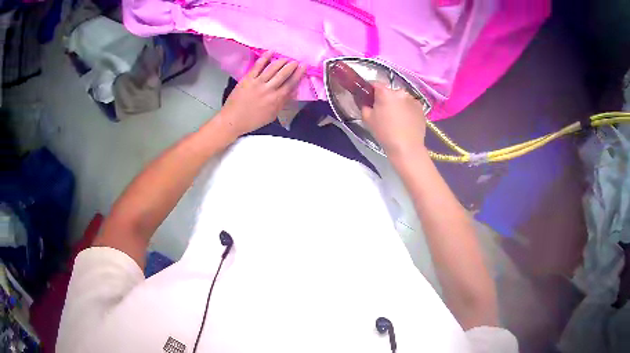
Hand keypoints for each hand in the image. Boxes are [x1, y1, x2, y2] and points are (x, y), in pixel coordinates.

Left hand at [217, 51, 305, 138]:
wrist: (233, 120)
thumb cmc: (253, 120)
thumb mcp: (272, 115)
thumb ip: (283, 103)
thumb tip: (293, 92)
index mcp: (276, 99)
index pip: (291, 84)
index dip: (299, 74)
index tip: (303, 67)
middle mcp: (269, 89)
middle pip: (284, 74)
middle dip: (292, 65)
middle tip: (296, 61)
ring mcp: (258, 83)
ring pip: (273, 68)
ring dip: (281, 61)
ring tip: (286, 58)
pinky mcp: (248, 79)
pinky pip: (258, 66)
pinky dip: (265, 58)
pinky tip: (271, 52)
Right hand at [361, 83, 426, 157]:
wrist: (406, 147)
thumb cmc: (384, 133)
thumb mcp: (367, 119)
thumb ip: (365, 106)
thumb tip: (367, 102)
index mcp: (385, 93)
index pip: (375, 84)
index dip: (372, 91)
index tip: (370, 99)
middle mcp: (400, 92)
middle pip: (390, 91)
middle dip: (386, 98)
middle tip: (384, 112)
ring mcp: (412, 99)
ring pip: (401, 98)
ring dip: (398, 103)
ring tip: (397, 118)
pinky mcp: (421, 107)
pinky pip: (411, 105)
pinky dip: (407, 109)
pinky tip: (406, 121)